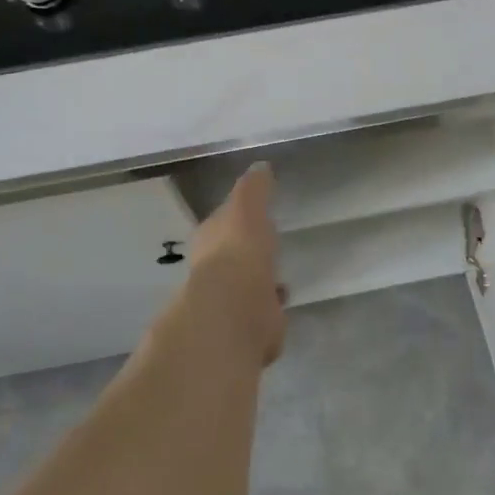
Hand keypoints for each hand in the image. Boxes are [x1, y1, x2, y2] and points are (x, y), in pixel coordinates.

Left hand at [182, 163, 285, 364]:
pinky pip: (260, 313)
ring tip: (278, 274)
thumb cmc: (239, 252)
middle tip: (266, 244)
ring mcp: (229, 301)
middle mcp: (214, 270)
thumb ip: (254, 188)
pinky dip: (269, 307)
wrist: (235, 311)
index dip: (236, 217)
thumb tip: (260, 166)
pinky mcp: (248, 327)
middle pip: (232, 256)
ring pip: (245, 286)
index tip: (252, 212)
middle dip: (246, 251)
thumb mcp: (247, 208)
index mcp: (211, 239)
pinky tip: (282, 300)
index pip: (222, 222)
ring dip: (257, 281)